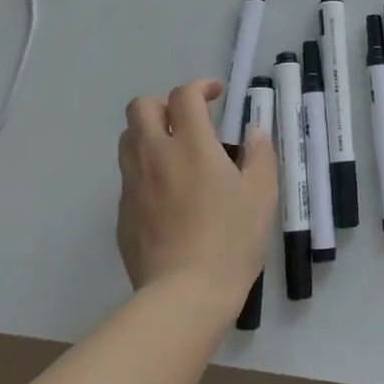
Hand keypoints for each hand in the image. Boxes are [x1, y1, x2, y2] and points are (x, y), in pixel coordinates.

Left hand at [117, 79, 275, 315]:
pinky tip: (170, 196)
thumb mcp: (261, 195)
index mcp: (191, 145)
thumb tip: (254, 132)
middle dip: (163, 104)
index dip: (200, 87)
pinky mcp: (122, 214)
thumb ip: (260, 155)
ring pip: (128, 140)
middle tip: (189, 121)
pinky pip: (129, 177)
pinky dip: (146, 171)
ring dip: (149, 134)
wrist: (184, 296)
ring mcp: (133, 185)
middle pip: (140, 107)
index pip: (183, 96)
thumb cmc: (231, 240)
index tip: (217, 96)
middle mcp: (155, 156)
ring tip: (176, 154)